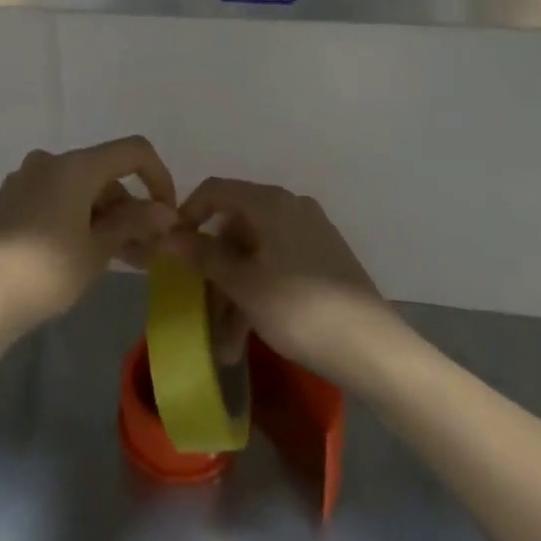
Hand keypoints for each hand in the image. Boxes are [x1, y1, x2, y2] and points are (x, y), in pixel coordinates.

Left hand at [0, 137, 178, 333]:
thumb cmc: (47, 271)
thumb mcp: (97, 249)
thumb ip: (133, 223)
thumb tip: (166, 212)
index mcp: (75, 165)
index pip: (132, 151)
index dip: (158, 177)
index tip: (167, 215)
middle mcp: (49, 161)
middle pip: (105, 173)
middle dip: (130, 207)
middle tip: (147, 250)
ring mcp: (25, 179)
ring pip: (80, 189)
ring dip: (105, 217)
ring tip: (122, 259)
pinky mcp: (10, 200)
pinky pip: (56, 198)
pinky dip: (78, 217)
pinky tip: (84, 252)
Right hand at [168, 178, 402, 387]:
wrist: (375, 349)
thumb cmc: (299, 309)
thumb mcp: (242, 285)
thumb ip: (202, 255)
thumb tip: (166, 234)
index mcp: (269, 202)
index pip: (215, 191)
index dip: (187, 215)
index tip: (171, 250)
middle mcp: (290, 207)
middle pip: (235, 228)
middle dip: (213, 272)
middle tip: (200, 311)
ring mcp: (311, 233)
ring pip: (256, 254)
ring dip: (235, 295)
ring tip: (226, 347)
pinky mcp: (325, 260)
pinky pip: (278, 266)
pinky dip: (260, 293)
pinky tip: (251, 336)